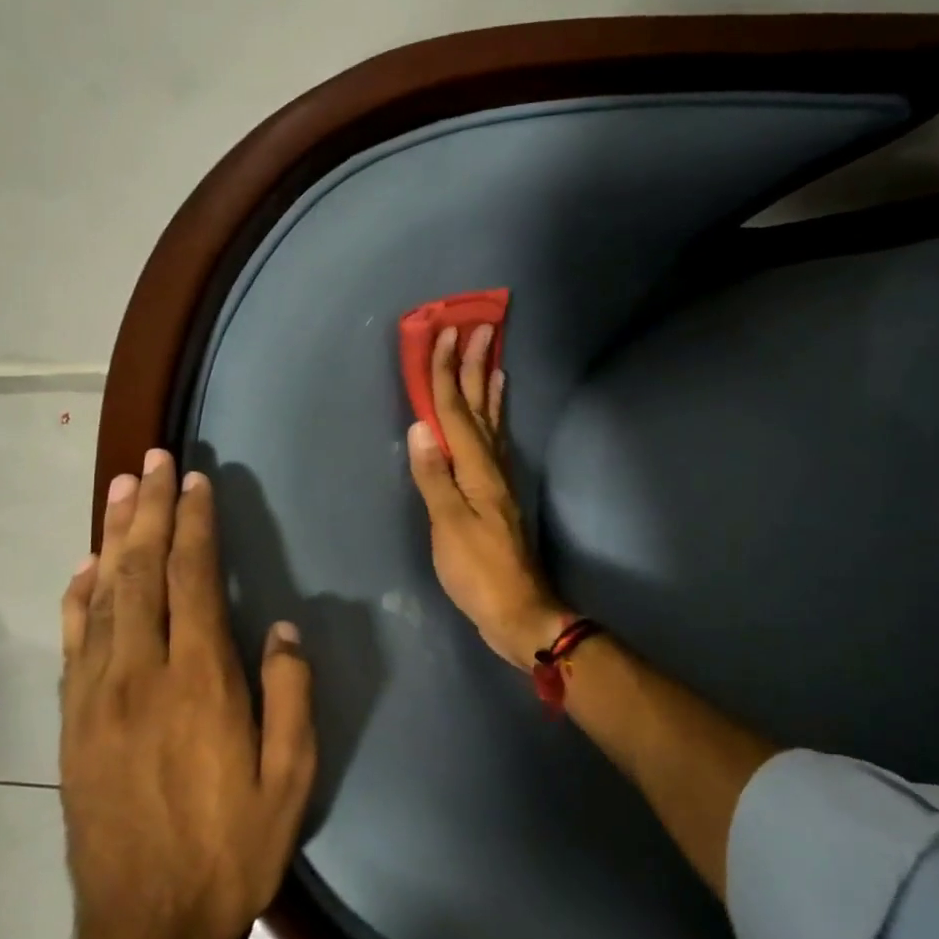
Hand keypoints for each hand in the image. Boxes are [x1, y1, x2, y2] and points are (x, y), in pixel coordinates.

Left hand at [59, 449, 316, 938]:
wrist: (144, 928)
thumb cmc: (230, 849)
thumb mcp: (290, 779)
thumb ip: (290, 696)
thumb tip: (283, 631)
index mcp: (200, 682)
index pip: (194, 580)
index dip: (195, 525)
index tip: (195, 481)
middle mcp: (142, 674)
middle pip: (141, 572)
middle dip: (149, 511)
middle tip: (151, 461)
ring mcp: (98, 696)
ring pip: (102, 596)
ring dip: (112, 536)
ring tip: (119, 489)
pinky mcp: (72, 721)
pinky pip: (73, 641)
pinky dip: (77, 595)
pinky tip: (84, 566)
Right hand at [407, 324, 568, 667]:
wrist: (517, 609)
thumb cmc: (477, 571)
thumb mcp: (449, 526)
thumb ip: (434, 477)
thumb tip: (421, 427)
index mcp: (475, 470)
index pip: (456, 412)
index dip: (446, 373)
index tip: (445, 335)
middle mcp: (491, 466)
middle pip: (480, 408)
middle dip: (474, 368)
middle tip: (478, 329)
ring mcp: (498, 480)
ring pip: (491, 422)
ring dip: (488, 388)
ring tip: (492, 359)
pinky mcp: (499, 495)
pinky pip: (495, 443)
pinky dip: (493, 421)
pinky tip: (493, 418)